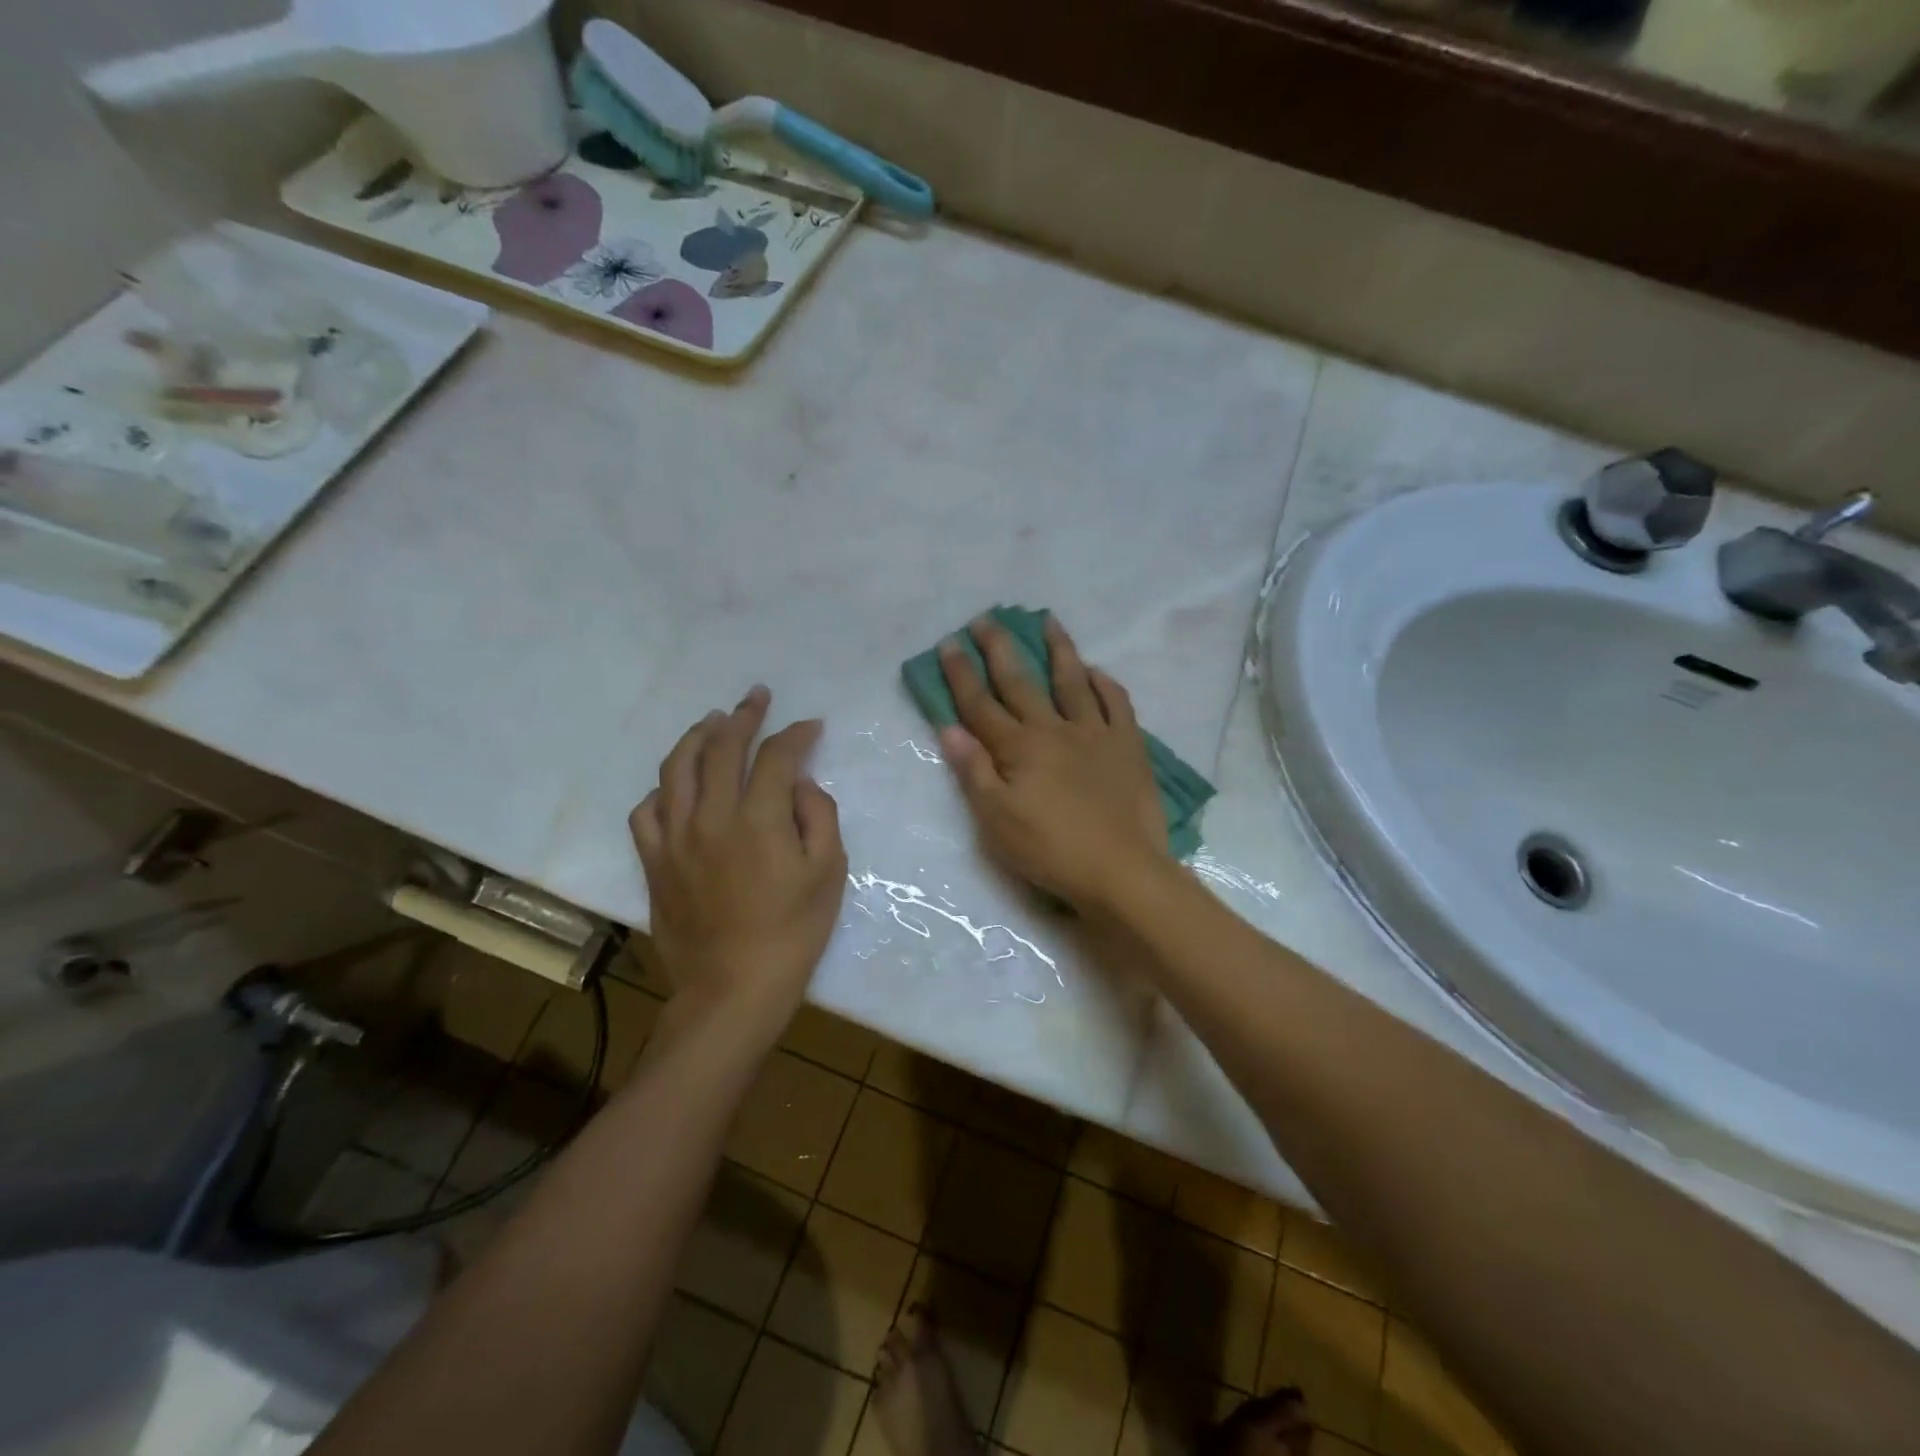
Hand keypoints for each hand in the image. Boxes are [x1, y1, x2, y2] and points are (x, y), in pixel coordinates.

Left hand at [629, 686, 847, 1018]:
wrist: (733, 989)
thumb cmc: (792, 933)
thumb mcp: (828, 873)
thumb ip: (819, 816)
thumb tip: (801, 784)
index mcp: (760, 818)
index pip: (777, 756)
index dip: (796, 734)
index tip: (811, 725)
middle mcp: (712, 815)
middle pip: (722, 747)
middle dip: (744, 716)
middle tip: (756, 699)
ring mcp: (675, 838)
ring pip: (677, 768)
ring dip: (697, 737)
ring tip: (711, 721)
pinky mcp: (654, 862)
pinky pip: (646, 811)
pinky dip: (662, 790)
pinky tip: (675, 786)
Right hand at [938, 615, 1169, 910]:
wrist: (1121, 870)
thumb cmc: (1050, 850)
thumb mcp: (996, 820)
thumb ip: (973, 771)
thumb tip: (949, 728)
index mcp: (1018, 749)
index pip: (981, 704)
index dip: (962, 674)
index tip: (949, 643)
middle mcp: (1054, 730)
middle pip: (1021, 682)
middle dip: (1000, 649)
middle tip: (986, 618)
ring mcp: (1095, 734)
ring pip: (1072, 681)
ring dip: (1058, 650)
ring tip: (1048, 621)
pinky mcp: (1128, 746)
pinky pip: (1116, 703)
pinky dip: (1104, 684)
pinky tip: (1096, 671)